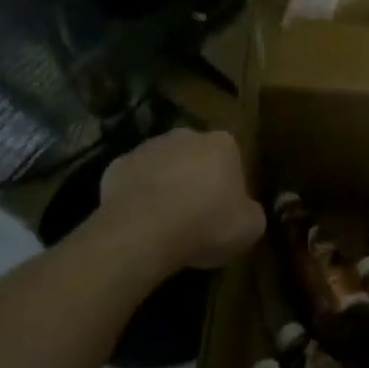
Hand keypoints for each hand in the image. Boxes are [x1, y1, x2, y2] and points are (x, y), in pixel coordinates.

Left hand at [100, 128, 264, 270]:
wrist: (143, 232)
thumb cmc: (206, 224)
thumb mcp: (250, 228)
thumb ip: (252, 213)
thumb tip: (246, 212)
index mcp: (222, 143)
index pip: (231, 158)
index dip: (229, 185)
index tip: (224, 211)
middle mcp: (185, 135)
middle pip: (195, 156)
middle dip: (195, 178)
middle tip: (195, 215)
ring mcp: (148, 147)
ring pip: (162, 166)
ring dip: (165, 185)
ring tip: (164, 223)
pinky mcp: (116, 165)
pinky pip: (132, 181)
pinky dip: (136, 197)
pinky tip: (138, 222)